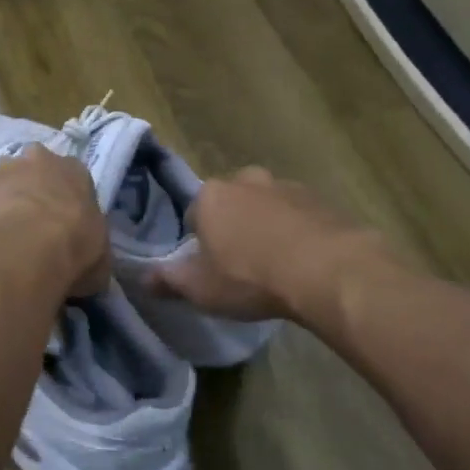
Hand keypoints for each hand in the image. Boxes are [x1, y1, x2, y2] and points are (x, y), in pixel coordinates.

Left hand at [0, 145, 110, 297]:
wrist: (26, 249)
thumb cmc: (74, 248)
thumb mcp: (99, 258)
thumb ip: (92, 252)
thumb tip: (87, 270)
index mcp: (75, 170)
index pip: (72, 179)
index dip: (66, 203)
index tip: (62, 226)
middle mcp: (38, 158)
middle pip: (33, 172)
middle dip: (31, 193)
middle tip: (30, 227)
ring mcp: (0, 169)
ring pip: (1, 183)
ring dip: (2, 202)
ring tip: (2, 238)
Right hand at [147, 166, 384, 322]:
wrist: (327, 271)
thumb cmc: (250, 278)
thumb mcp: (201, 289)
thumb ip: (168, 281)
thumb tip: (142, 278)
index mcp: (211, 196)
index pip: (193, 214)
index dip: (198, 241)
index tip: (209, 266)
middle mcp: (247, 180)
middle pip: (232, 204)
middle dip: (233, 227)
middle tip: (241, 264)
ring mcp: (288, 186)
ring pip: (267, 206)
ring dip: (267, 227)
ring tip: (276, 265)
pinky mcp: (322, 200)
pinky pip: (300, 215)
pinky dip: (298, 232)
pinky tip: (304, 262)